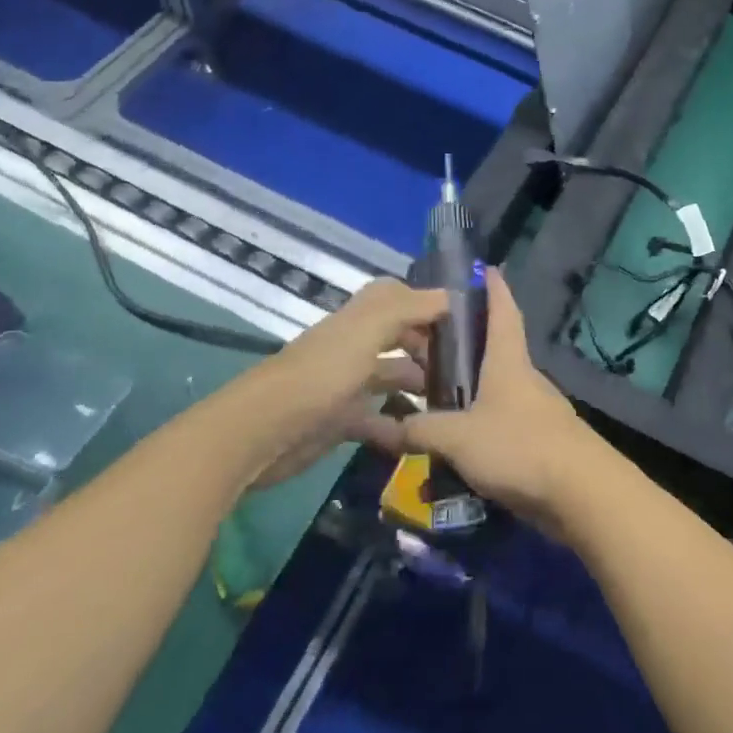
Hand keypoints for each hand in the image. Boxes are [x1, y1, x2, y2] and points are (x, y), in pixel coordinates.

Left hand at [245, 278, 447, 487]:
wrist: (263, 433)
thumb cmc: (321, 374)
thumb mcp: (367, 330)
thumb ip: (409, 308)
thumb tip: (451, 296)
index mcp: (360, 319)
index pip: (398, 297)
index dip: (428, 303)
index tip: (465, 319)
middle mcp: (354, 346)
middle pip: (399, 337)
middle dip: (430, 347)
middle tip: (469, 365)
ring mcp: (347, 384)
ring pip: (392, 377)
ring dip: (420, 386)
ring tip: (458, 401)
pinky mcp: (341, 421)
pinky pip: (378, 420)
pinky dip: (400, 428)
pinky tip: (423, 436)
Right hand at [359, 269, 600, 526]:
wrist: (580, 493)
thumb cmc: (519, 447)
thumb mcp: (459, 437)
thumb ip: (421, 429)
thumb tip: (384, 426)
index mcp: (508, 361)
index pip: (503, 311)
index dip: (494, 288)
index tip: (484, 268)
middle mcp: (521, 378)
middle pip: (490, 350)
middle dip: (459, 343)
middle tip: (418, 340)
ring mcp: (531, 410)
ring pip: (490, 389)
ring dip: (462, 388)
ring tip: (422, 393)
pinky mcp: (535, 442)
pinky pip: (496, 423)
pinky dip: (472, 423)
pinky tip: (448, 441)